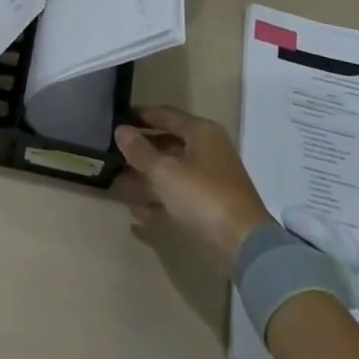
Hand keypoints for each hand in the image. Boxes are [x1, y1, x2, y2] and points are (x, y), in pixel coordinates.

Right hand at [114, 106, 272, 262]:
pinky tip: (136, 214)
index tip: (118, 119)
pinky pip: (179, 195)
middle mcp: (209, 149)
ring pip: (173, 171)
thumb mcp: (165, 171)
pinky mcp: (213, 204)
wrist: (244, 243)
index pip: (166, 114)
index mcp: (201, 132)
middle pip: (169, 143)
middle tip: (114, 152)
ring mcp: (212, 178)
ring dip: (147, 177)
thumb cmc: (202, 195)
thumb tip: (121, 130)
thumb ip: (140, 151)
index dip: (141, 115)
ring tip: (119, 182)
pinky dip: (160, 201)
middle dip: (142, 149)